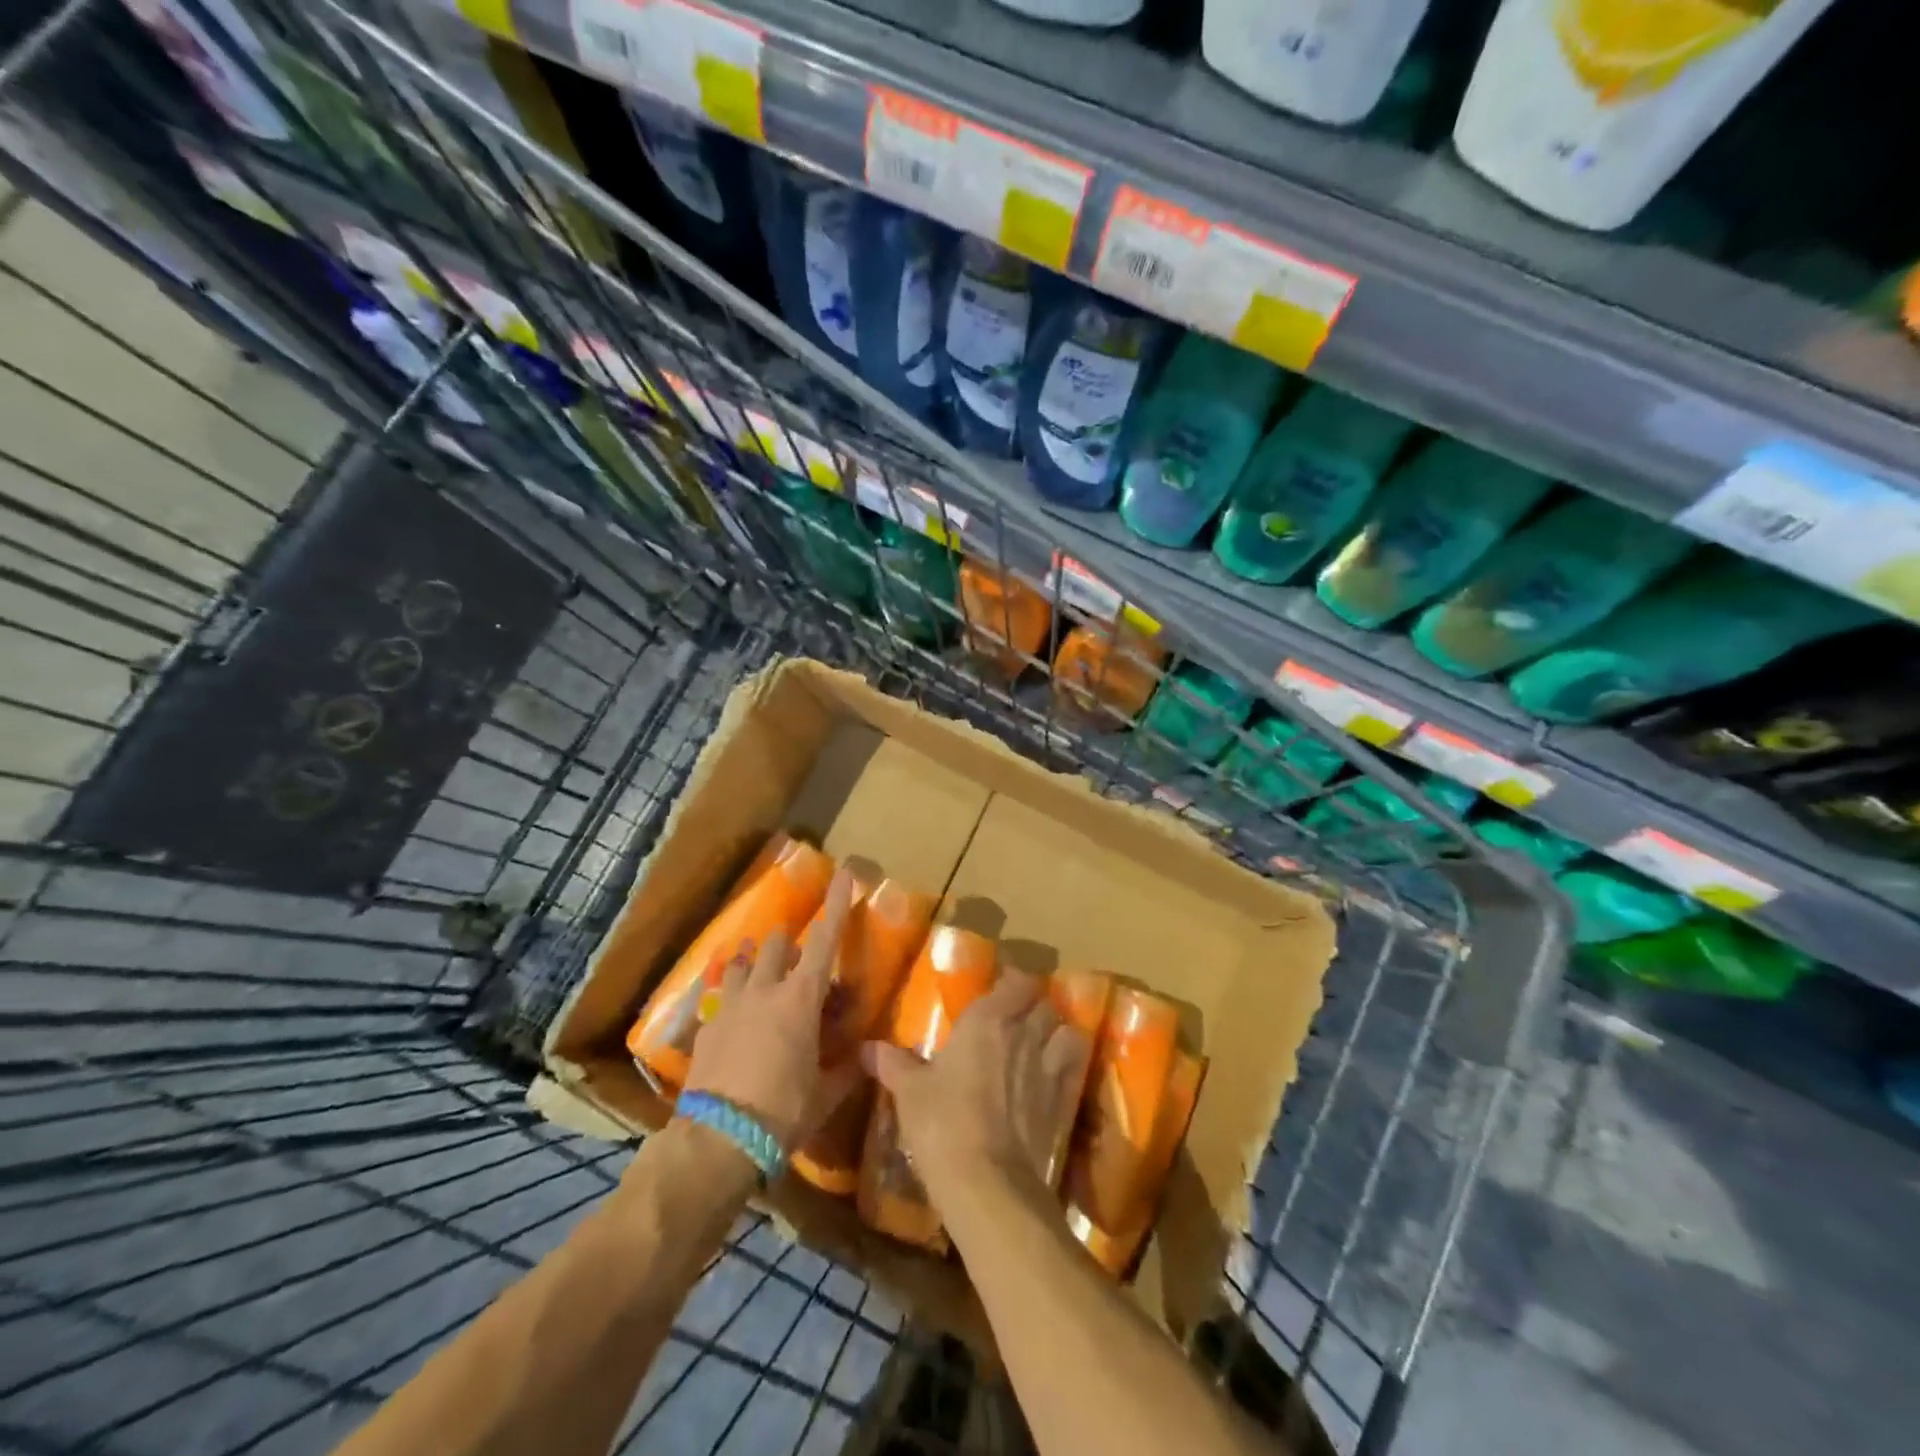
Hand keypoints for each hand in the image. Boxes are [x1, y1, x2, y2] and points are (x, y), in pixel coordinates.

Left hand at [681, 868, 864, 1152]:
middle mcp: (764, 991)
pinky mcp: (705, 1029)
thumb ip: (849, 1068)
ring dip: (755, 963)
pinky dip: (734, 1001)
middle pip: (777, 946)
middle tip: (801, 963)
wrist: (717, 1141)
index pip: (824, 942)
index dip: (836, 906)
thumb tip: (868, 1054)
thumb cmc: (783, 1112)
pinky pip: (721, 1000)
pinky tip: (736, 1022)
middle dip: (790, 944)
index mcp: (800, 999)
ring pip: (742, 965)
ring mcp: (729, 1007)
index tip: (843, 874)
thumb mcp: (826, 1093)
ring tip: (760, 973)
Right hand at [861, 971, 1088, 1210]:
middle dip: (1033, 1005)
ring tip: (1041, 1041)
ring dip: (1056, 1031)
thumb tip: (867, 1048)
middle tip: (1015, 1016)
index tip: (1000, 986)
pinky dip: (1067, 1064)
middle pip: (1044, 1003)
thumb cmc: (943, 1125)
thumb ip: (894, 1064)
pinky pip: (1073, 1068)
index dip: (1013, 980)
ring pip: (1066, 1031)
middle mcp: (1024, 1034)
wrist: (988, 1184)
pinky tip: (1052, 1075)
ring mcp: (1048, 1067)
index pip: (1017, 981)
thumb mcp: (910, 1093)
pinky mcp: (1062, 1101)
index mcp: (987, 1020)